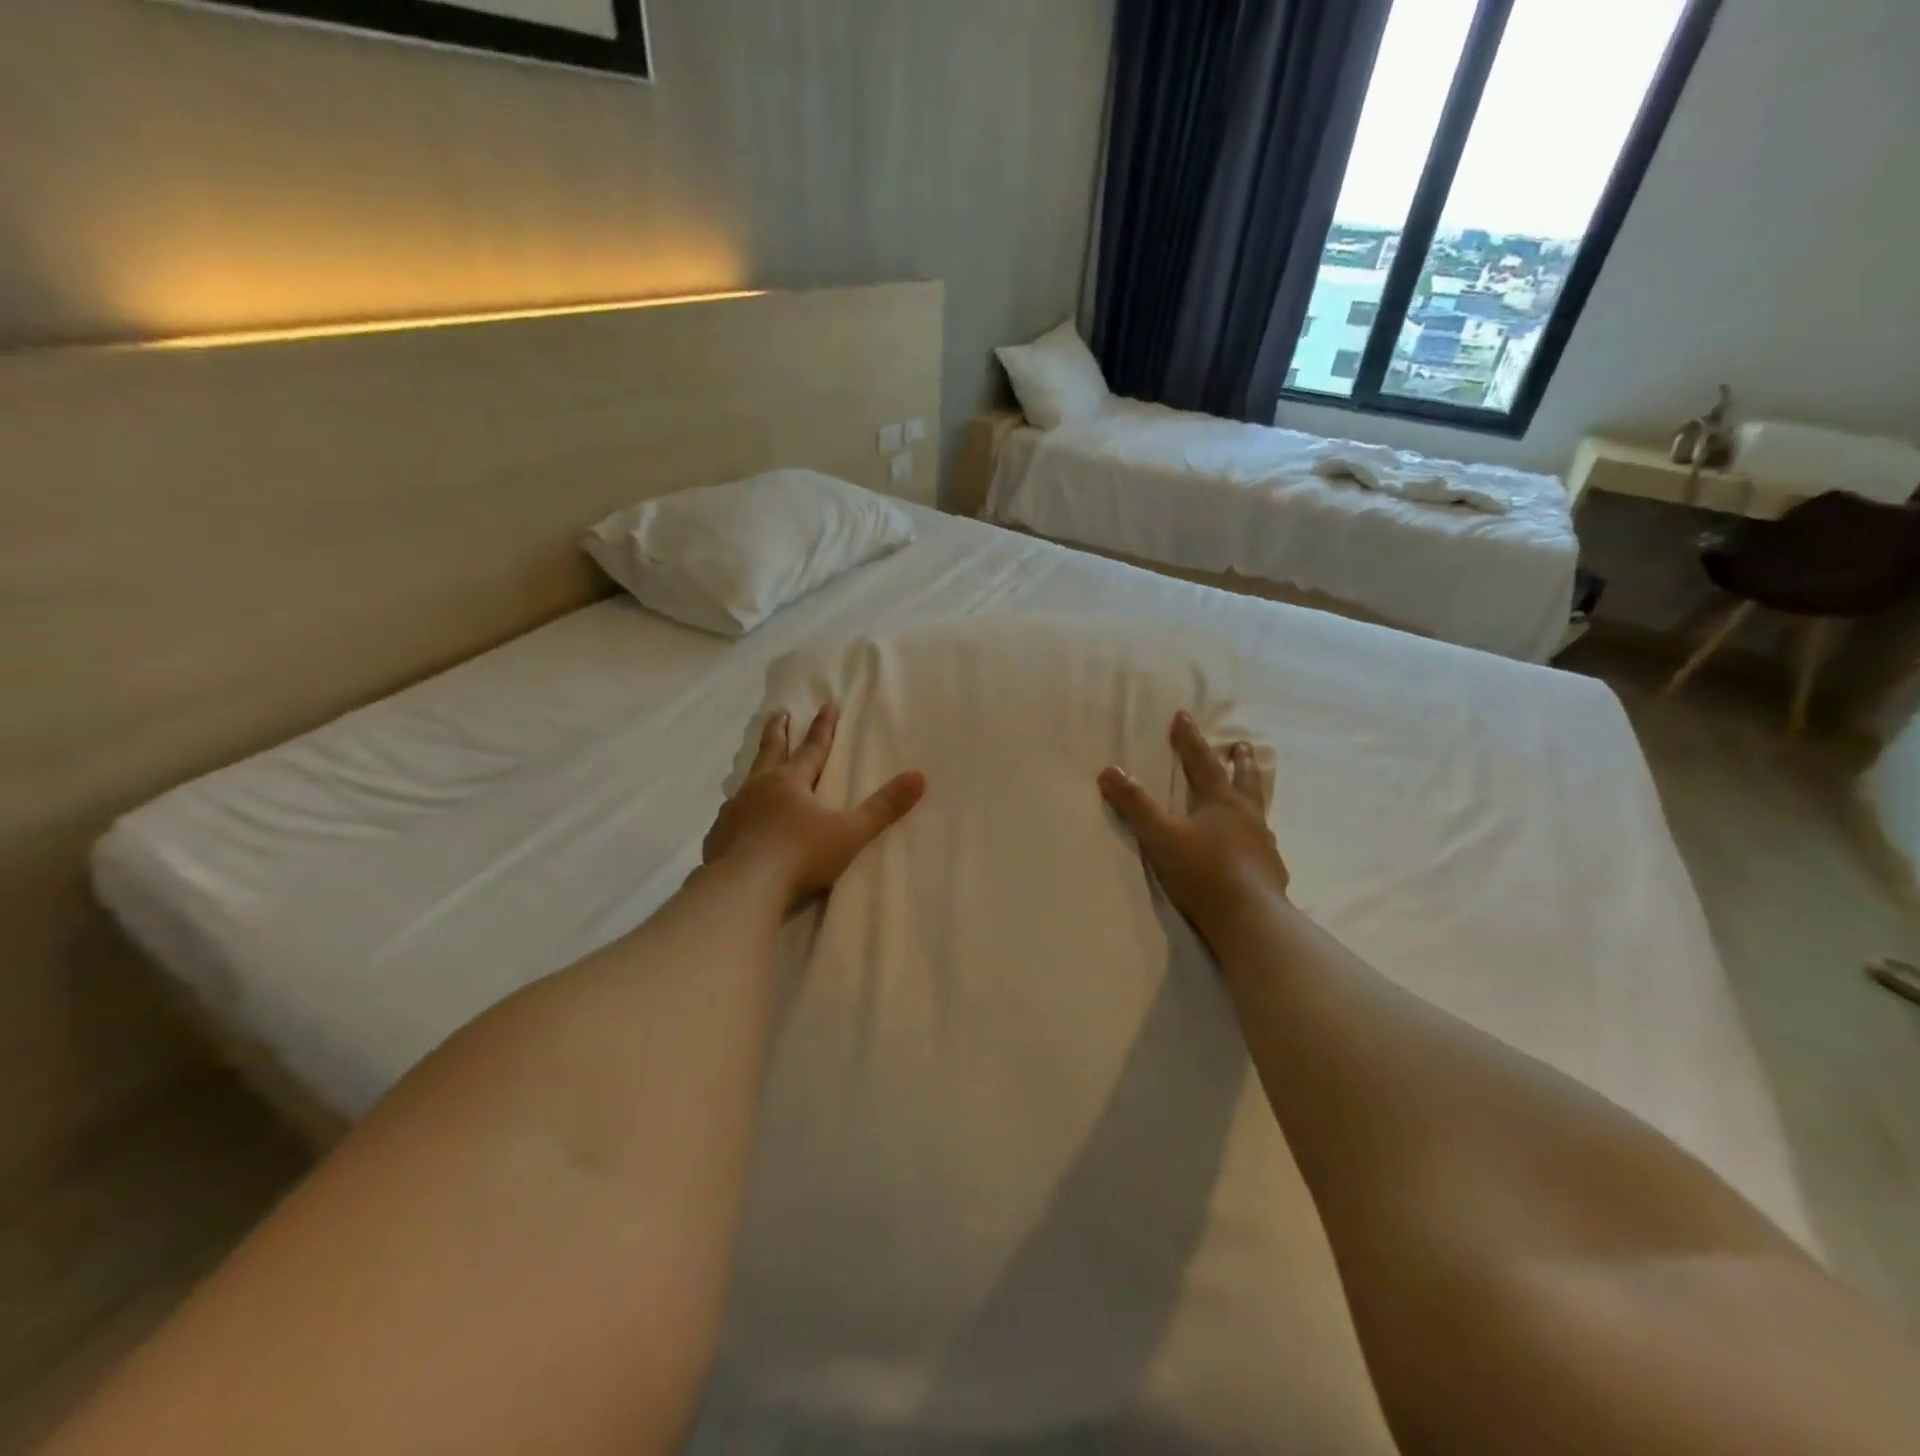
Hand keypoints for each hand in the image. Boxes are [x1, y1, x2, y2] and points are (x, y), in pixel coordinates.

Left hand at [704, 703, 925, 903]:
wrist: (743, 888)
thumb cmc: (800, 855)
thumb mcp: (850, 832)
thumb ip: (883, 807)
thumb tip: (919, 777)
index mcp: (792, 783)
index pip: (813, 748)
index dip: (824, 727)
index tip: (828, 703)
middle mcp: (760, 788)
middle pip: (772, 751)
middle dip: (779, 731)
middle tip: (779, 712)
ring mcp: (735, 811)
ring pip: (746, 781)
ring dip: (755, 769)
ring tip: (756, 766)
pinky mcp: (718, 836)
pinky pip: (730, 815)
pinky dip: (737, 809)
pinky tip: (735, 818)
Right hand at [1099, 711, 1288, 938]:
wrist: (1249, 918)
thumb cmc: (1202, 871)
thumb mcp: (1159, 836)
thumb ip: (1135, 804)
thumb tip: (1109, 770)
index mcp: (1220, 802)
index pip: (1202, 761)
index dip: (1190, 738)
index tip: (1183, 715)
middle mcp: (1247, 816)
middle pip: (1244, 779)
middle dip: (1239, 761)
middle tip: (1242, 745)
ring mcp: (1263, 844)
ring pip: (1259, 809)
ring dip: (1253, 793)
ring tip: (1252, 790)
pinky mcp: (1271, 871)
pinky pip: (1264, 843)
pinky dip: (1257, 834)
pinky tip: (1256, 845)